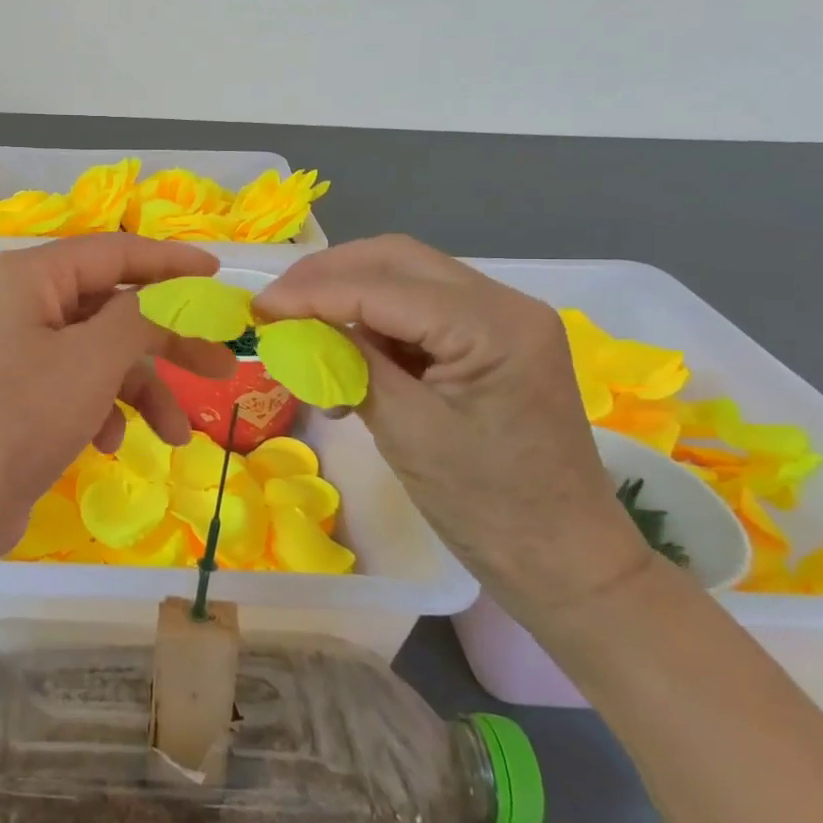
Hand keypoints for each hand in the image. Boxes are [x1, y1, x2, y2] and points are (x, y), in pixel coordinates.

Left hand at [0, 234, 238, 553]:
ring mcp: (16, 350)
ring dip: (140, 389)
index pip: (114, 252)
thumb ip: (142, 315)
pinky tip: (108, 444)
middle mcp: (19, 303)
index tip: (220, 274)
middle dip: (167, 340)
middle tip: (223, 364)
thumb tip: (173, 292)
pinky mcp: (17, 393)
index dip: (171, 262)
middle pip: (111, 306)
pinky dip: (102, 409)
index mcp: (28, 275)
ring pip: (99, 353)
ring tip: (175, 435)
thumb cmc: (21, 416)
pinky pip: (76, 384)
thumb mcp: (93, 358)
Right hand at [254, 234, 651, 617]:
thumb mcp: (406, 430)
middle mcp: (505, 304)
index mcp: (495, 325)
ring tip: (303, 332)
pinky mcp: (492, 342)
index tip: (258, 308)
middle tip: (276, 306)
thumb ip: (352, 363)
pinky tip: (346, 357)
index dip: (312, 291)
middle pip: (397, 260)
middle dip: (328, 276)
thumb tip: (295, 325)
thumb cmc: (487, 506)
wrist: (564, 561)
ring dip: (348, 297)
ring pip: (405, 278)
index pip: (383, 285)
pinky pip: (420, 311)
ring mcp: (503, 321)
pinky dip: (374, 323)